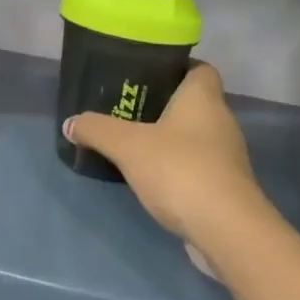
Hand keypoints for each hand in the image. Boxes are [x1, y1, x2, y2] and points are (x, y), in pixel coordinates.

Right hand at [64, 63, 263, 251]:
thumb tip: (71, 123)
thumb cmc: (180, 169)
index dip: (176, 68)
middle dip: (163, 105)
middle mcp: (221, 121)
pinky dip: (177, 168)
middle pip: (193, 103)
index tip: (146, 75)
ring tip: (133, 143)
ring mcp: (227, 157)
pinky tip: (151, 177)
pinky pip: (198, 166)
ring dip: (169, 139)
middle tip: (127, 108)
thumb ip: (97, 130)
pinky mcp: (226, 188)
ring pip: (195, 137)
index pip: (199, 69)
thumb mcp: (127, 145)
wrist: (227, 231)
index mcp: (203, 98)